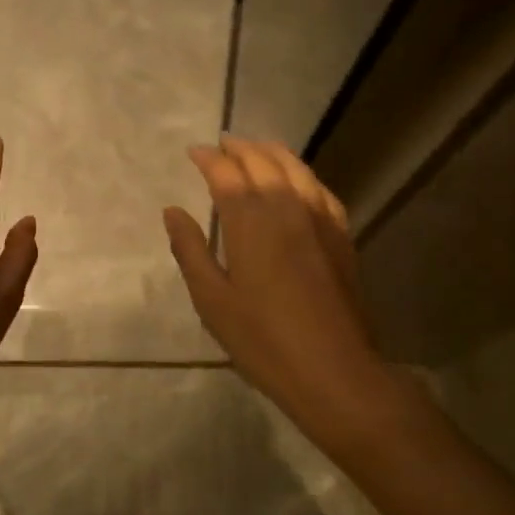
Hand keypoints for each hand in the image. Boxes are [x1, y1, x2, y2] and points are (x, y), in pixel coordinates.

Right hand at [163, 137, 396, 461]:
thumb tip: (173, 211)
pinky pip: (321, 190)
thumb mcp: (212, 300)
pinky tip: (300, 180)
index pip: (226, 174)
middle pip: (263, 163)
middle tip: (222, 144)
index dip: (209, 158)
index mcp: (250, 222)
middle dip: (240, 148)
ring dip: (273, 152)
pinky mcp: (341, 236)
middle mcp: (287, 208)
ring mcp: (319, 220)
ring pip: (296, 169)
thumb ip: (191, 250)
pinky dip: (304, 175)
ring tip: (257, 147)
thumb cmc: (262, 340)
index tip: (194, 151)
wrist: (334, 370)